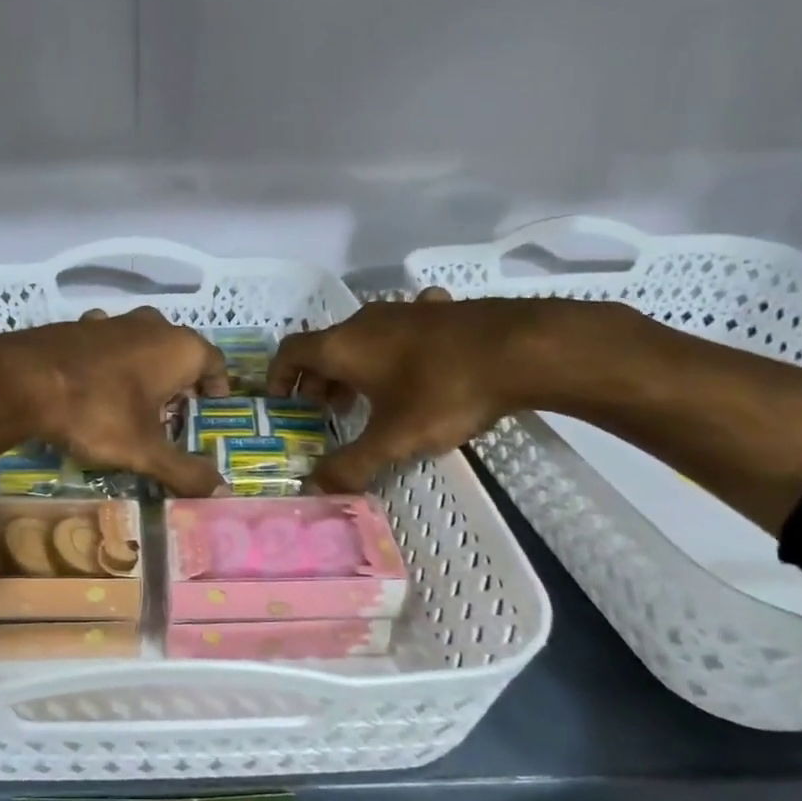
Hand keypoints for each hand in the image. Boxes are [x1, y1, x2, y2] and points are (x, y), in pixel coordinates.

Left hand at [0, 307, 230, 496]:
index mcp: (179, 348)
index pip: (215, 362)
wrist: (23, 380)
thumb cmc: (97, 412)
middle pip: (179, 351)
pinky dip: (111, 362)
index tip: (210, 407)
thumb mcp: (144, 451)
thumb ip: (184, 471)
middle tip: (173, 414)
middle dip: (180, 380)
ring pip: (142, 344)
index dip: (217, 386)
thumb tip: (221, 493)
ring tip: (135, 403)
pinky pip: (108, 344)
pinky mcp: (79, 325)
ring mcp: (113, 321)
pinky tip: (96, 385)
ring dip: (145, 369)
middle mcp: (152, 325)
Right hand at [267, 289, 569, 492]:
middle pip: (325, 346)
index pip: (291, 351)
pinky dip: (393, 349)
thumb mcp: (395, 438)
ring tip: (364, 397)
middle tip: (325, 412)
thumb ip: (352, 465)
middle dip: (317, 380)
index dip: (278, 376)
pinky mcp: (439, 311)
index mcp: (344, 346)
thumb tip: (315, 489)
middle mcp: (366, 321)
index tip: (280, 402)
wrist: (523, 347)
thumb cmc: (445, 390)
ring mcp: (405, 311)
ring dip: (353, 367)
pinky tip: (414, 364)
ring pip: (362, 338)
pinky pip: (401, 329)